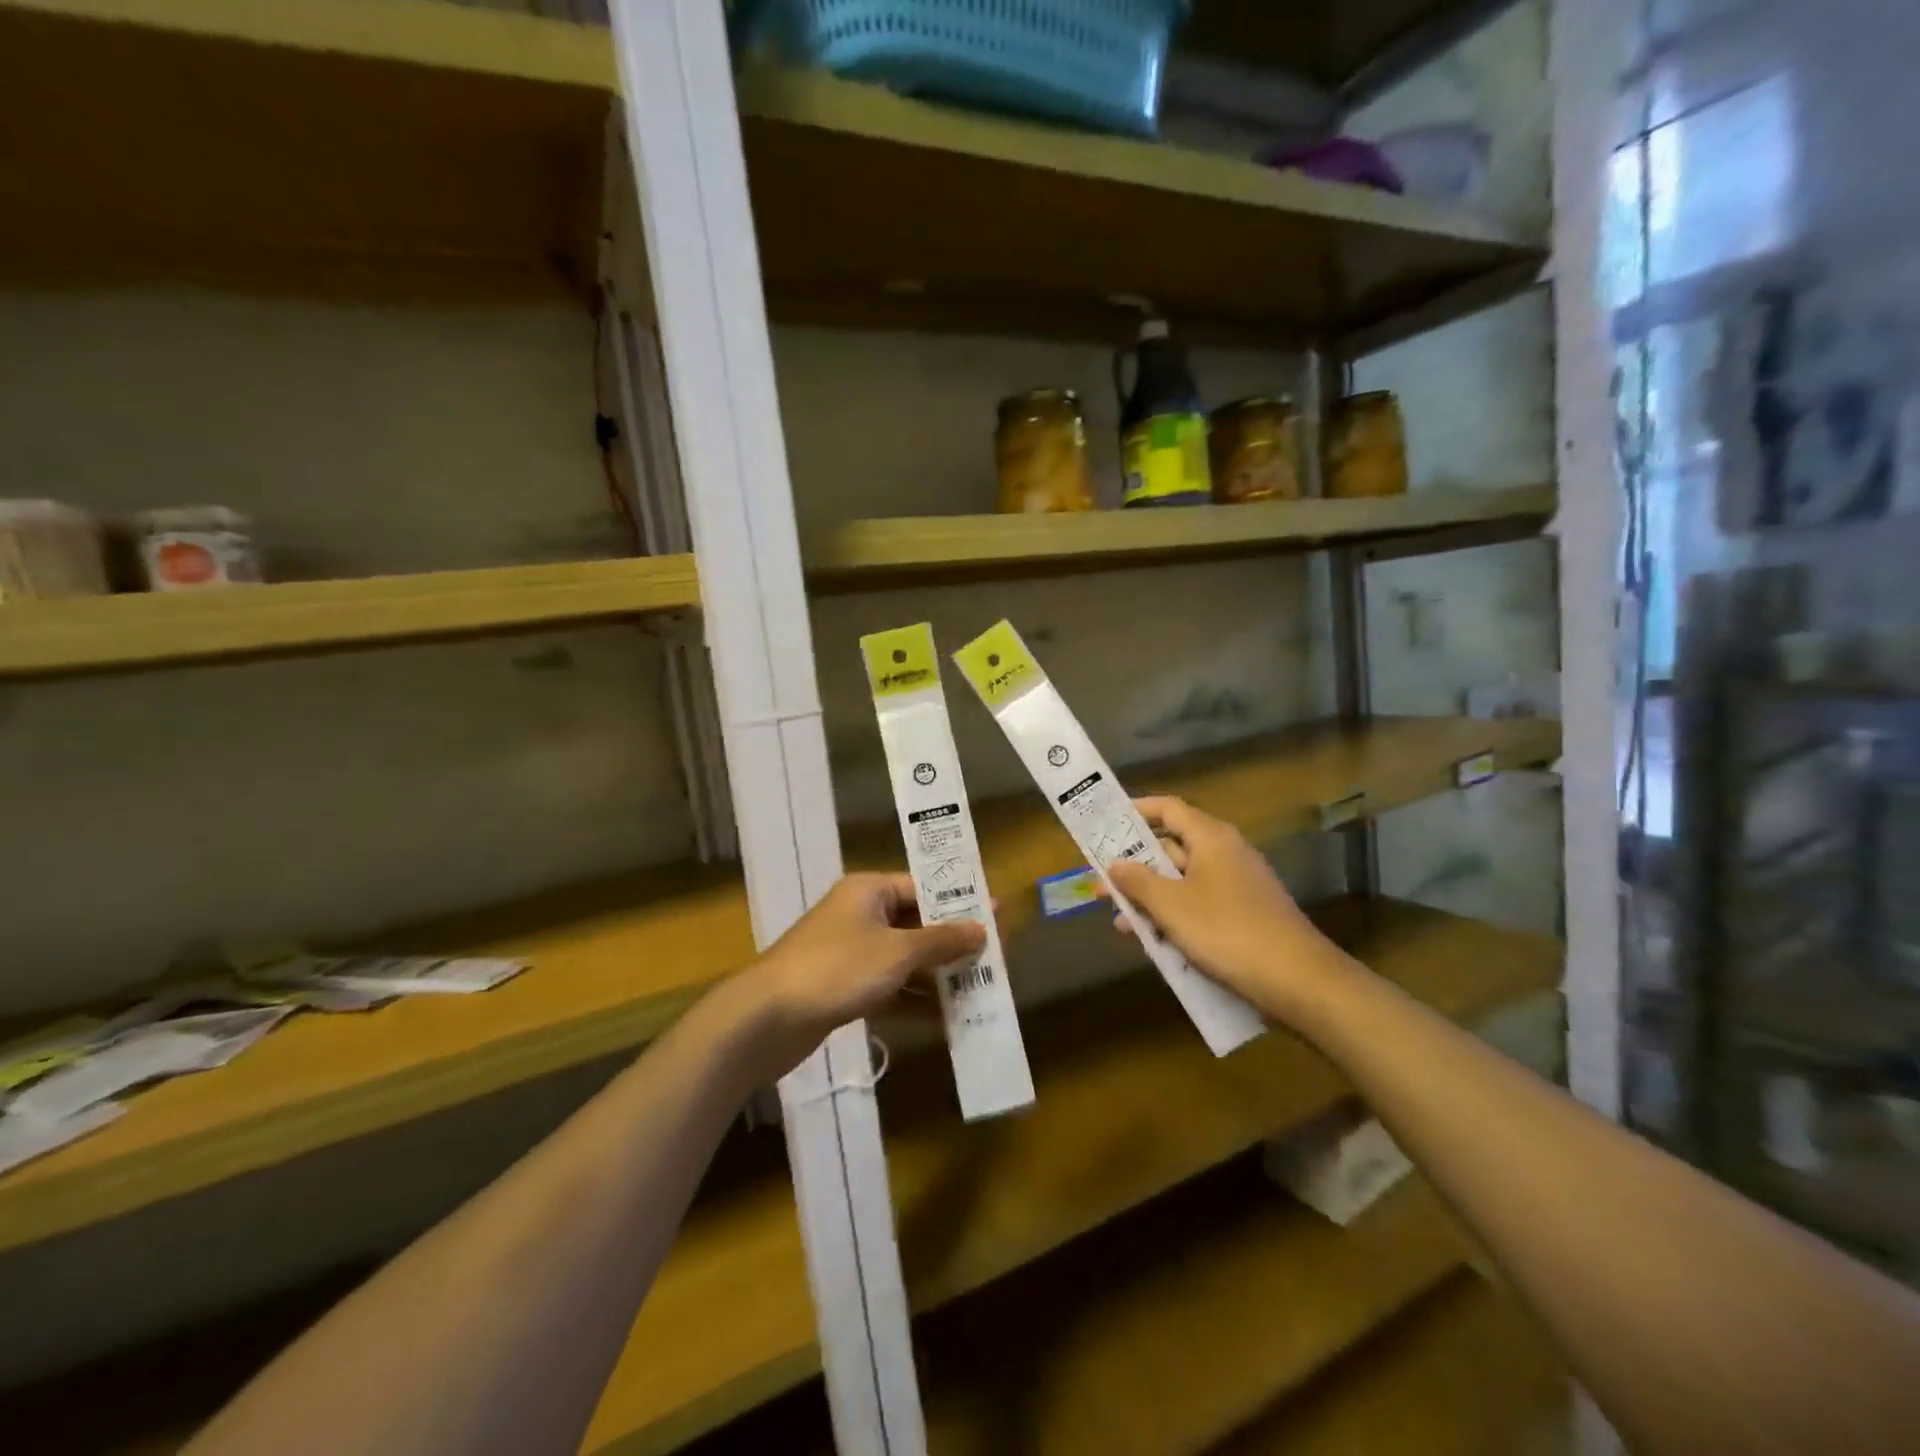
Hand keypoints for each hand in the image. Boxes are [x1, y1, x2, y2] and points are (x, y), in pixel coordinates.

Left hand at [744, 873, 984, 1074]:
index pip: (924, 887)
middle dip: (953, 943)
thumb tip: (982, 927)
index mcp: (870, 890)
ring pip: (905, 957)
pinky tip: (946, 1018)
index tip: (997, 919)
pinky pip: (890, 985)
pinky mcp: (844, 986)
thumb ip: (942, 940)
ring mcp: (851, 951)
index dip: (961, 903)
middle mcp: (861, 914)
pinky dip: (914, 997)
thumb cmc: (837, 969)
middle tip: (994, 959)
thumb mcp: (897, 952)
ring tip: (979, 990)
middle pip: (917, 923)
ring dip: (937, 974)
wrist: (767, 1018)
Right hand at [1105, 796, 1350, 1025]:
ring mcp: (1237, 885)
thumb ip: (1138, 880)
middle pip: (1171, 847)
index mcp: (1211, 838)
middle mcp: (1225, 853)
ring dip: (1150, 897)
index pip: (1168, 809)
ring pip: (1182, 881)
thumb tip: (1114, 863)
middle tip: (1100, 883)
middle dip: (1134, 866)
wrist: (1298, 981)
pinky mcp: (1243, 915)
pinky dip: (1174, 916)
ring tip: (1119, 920)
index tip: (1106, 821)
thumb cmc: (1226, 931)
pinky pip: (1198, 904)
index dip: (1136, 811)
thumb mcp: (1171, 905)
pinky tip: (1153, 940)